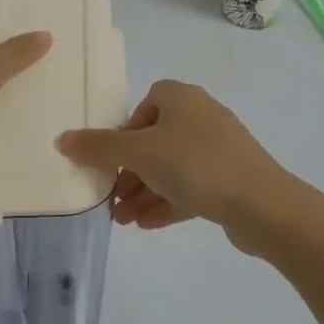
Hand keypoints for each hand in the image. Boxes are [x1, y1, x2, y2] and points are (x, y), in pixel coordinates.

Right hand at [56, 80, 286, 232]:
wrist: (261, 203)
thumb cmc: (195, 164)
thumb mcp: (140, 153)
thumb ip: (100, 148)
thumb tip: (63, 139)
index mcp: (182, 98)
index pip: (146, 103)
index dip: (126, 130)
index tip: (113, 159)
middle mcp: (201, 117)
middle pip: (155, 140)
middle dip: (130, 171)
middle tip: (111, 199)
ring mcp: (218, 149)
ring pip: (171, 167)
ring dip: (144, 192)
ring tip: (122, 220)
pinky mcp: (229, 179)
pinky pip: (190, 186)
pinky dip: (167, 202)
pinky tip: (146, 225)